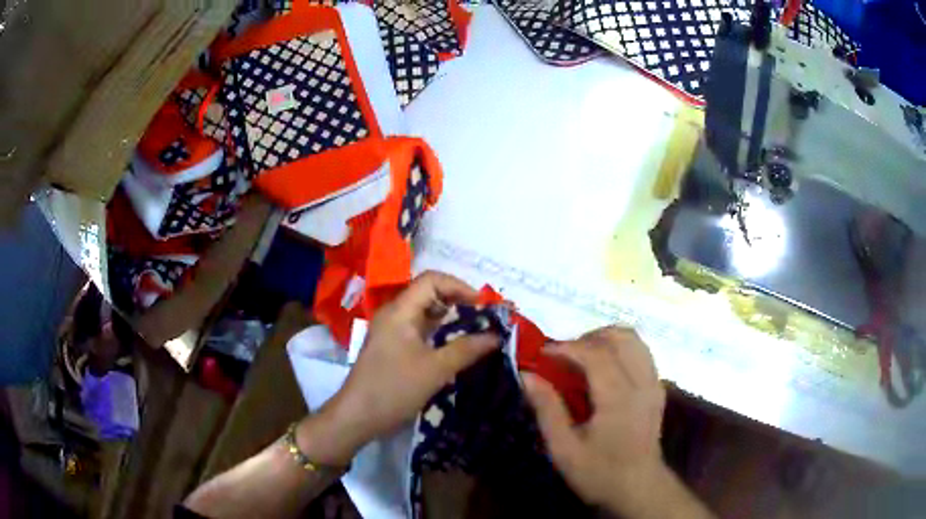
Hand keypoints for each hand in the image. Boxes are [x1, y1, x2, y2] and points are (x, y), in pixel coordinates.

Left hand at [318, 271, 499, 461]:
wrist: (358, 416)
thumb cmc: (394, 389)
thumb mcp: (436, 370)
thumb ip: (467, 349)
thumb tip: (496, 336)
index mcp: (400, 310)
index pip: (432, 280)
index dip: (460, 287)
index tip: (484, 306)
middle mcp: (395, 313)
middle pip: (430, 294)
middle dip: (459, 303)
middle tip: (485, 319)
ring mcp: (392, 330)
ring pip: (426, 313)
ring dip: (452, 319)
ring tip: (477, 332)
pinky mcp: (393, 346)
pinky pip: (421, 330)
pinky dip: (441, 333)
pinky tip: (458, 347)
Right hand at [522, 327, 670, 517]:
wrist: (639, 488)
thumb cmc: (599, 472)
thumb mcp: (564, 449)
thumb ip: (547, 409)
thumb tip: (526, 375)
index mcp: (618, 398)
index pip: (595, 353)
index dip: (566, 347)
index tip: (542, 353)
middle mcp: (641, 382)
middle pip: (618, 337)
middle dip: (586, 338)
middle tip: (563, 355)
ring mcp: (654, 383)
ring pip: (634, 340)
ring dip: (605, 339)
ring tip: (583, 356)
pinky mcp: (658, 389)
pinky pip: (642, 353)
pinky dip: (621, 349)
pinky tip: (605, 368)